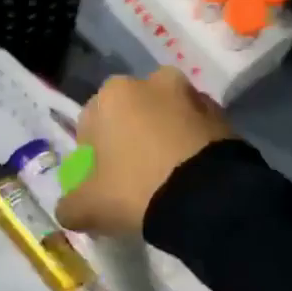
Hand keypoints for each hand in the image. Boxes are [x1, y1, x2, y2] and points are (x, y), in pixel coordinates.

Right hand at [56, 68, 233, 238]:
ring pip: (165, 119)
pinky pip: (195, 131)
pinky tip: (189, 177)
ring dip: (162, 139)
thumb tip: (68, 209)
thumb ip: (70, 205)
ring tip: (166, 179)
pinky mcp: (223, 115)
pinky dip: (189, 146)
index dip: (91, 155)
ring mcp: (192, 95)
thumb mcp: (89, 206)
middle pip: (131, 115)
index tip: (100, 182)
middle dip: (129, 140)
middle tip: (133, 179)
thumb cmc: (136, 188)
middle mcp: (153, 81)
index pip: (90, 123)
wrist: (209, 197)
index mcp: (114, 93)